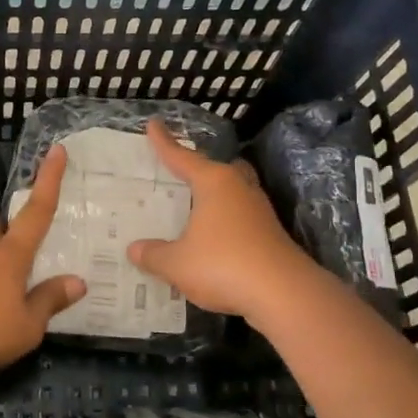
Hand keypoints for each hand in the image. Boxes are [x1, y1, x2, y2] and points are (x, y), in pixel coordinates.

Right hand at [127, 119, 323, 326]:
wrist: (283, 293)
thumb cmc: (223, 265)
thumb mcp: (177, 264)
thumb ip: (153, 254)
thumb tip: (134, 249)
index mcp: (214, 182)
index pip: (182, 157)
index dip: (165, 142)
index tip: (154, 123)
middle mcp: (238, 188)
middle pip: (218, 169)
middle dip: (200, 168)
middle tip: (181, 171)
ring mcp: (259, 210)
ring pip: (233, 192)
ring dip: (216, 197)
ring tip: (195, 205)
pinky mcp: (270, 234)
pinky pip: (240, 216)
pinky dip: (225, 220)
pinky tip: (213, 237)